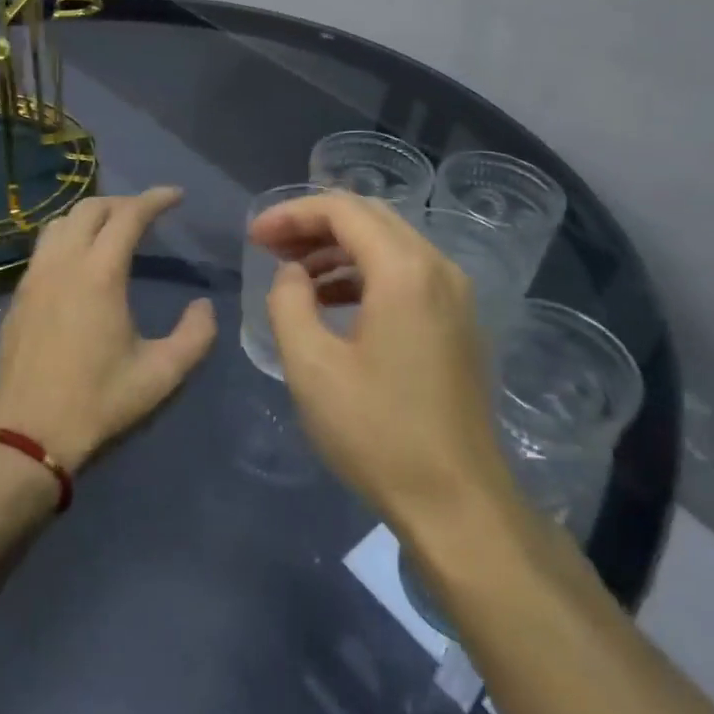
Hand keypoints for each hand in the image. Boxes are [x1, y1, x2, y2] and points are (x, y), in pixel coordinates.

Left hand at [0, 187, 216, 473]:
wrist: (26, 437)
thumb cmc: (98, 403)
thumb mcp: (161, 375)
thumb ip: (195, 336)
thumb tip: (204, 306)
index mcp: (99, 274)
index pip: (129, 215)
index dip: (155, 199)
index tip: (176, 196)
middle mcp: (63, 263)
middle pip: (91, 208)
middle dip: (123, 202)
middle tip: (148, 214)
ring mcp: (34, 278)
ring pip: (61, 223)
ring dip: (91, 216)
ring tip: (113, 230)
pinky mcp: (18, 296)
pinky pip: (44, 247)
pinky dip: (68, 237)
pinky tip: (80, 263)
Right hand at [249, 192, 513, 528]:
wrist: (459, 504)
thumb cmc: (378, 434)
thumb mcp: (312, 367)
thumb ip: (289, 303)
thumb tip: (292, 274)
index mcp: (404, 271)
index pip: (342, 210)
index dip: (291, 214)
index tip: (254, 236)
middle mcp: (437, 268)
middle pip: (369, 217)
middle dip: (314, 224)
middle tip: (270, 247)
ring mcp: (455, 294)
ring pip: (389, 243)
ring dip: (338, 248)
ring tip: (294, 273)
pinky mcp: (458, 321)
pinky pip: (407, 272)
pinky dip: (365, 272)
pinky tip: (333, 300)